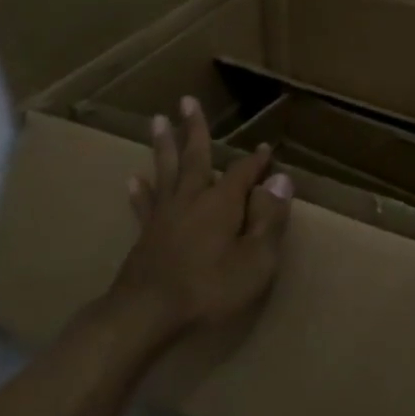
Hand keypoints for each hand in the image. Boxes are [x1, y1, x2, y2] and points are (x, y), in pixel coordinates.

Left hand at [111, 97, 293, 341]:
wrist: (147, 314)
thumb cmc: (210, 288)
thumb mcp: (256, 259)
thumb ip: (270, 219)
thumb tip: (282, 180)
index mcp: (222, 202)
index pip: (244, 172)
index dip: (257, 161)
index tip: (266, 149)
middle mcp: (192, 199)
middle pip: (195, 157)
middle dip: (194, 129)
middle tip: (187, 101)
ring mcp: (165, 216)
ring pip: (166, 171)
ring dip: (164, 146)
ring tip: (158, 121)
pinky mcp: (146, 235)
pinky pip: (145, 203)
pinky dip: (141, 190)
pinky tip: (133, 179)